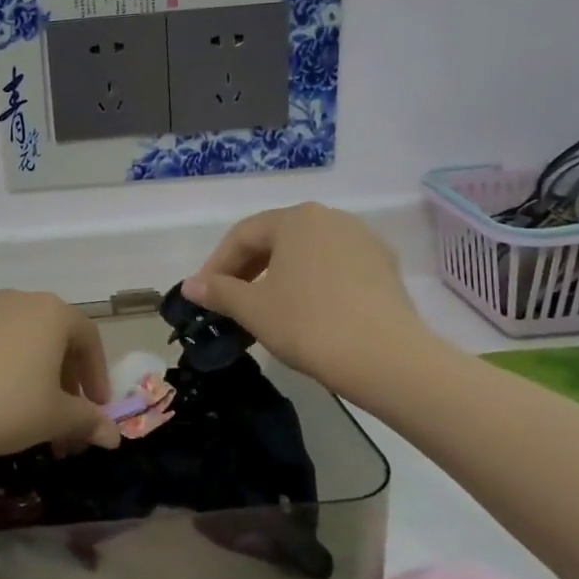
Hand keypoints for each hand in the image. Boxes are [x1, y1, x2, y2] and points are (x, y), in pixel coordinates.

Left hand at [0, 290, 119, 462]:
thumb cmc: (5, 403)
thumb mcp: (54, 417)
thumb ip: (87, 421)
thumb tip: (114, 436)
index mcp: (51, 312)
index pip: (89, 338)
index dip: (97, 376)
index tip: (97, 410)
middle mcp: (20, 301)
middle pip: (57, 339)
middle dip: (68, 383)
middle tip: (68, 422)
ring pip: (26, 343)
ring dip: (38, 379)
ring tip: (34, 420)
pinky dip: (9, 371)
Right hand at [181, 204, 441, 399]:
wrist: (388, 360)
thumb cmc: (309, 324)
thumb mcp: (253, 309)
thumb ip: (219, 291)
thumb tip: (190, 285)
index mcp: (296, 218)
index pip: (243, 235)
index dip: (216, 264)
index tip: (203, 294)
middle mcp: (331, 219)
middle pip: (276, 239)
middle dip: (247, 269)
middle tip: (229, 301)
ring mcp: (364, 242)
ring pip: (307, 254)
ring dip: (279, 276)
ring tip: (265, 308)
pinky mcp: (385, 269)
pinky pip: (335, 269)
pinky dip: (311, 285)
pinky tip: (305, 313)